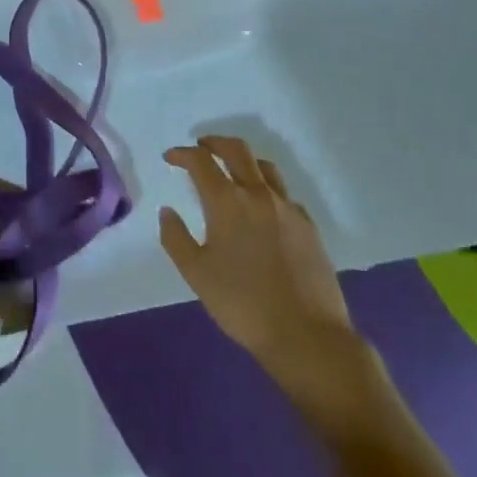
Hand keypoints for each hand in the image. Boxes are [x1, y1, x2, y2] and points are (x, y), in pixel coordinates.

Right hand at [160, 136, 369, 397]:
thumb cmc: (243, 304)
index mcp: (228, 201)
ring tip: (231, 171)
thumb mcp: (196, 274)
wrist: (306, 334)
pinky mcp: (308, 225)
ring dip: (243, 160)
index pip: (201, 161)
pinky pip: (283, 193)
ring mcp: (288, 208)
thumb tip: (167, 211)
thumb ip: (175, 238)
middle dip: (214, 142)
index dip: (183, 154)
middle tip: (200, 147)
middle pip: (237, 149)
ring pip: (265, 166)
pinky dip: (266, 188)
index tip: (170, 157)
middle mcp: (259, 194)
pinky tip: (261, 207)